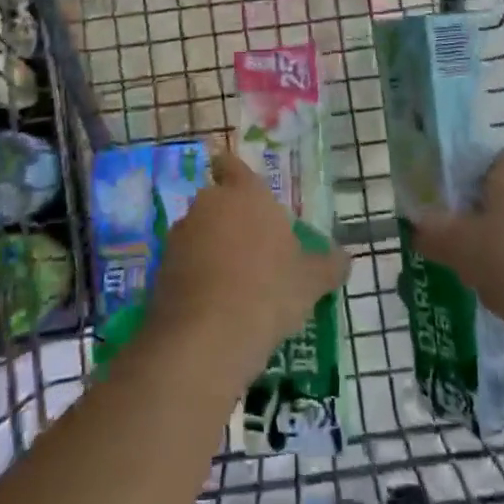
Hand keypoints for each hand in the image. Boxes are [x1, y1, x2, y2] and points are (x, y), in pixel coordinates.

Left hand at [143, 149, 350, 378]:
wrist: (206, 338)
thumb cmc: (268, 292)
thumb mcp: (311, 281)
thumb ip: (328, 264)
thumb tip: (342, 258)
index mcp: (245, 195)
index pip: (233, 165)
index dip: (234, 172)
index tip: (240, 186)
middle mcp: (208, 205)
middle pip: (218, 202)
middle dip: (231, 219)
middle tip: (255, 248)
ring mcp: (180, 237)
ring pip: (200, 233)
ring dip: (213, 248)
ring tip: (236, 282)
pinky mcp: (160, 270)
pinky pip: (185, 263)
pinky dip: (197, 275)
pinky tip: (215, 303)